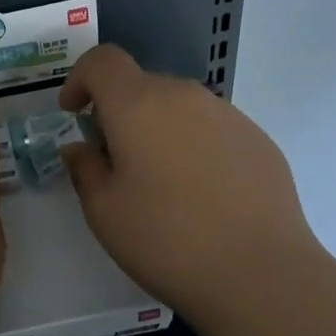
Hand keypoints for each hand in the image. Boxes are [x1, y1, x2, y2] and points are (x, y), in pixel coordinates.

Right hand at [59, 45, 320, 329]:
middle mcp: (184, 95)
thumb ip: (84, 168)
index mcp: (138, 104)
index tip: (75, 114)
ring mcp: (228, 115)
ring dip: (159, 129)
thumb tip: (82, 148)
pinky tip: (204, 196)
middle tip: (116, 162)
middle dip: (119, 112)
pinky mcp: (258, 140)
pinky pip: (212, 129)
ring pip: (179, 107)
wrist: (261, 274)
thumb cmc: (167, 239)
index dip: (80, 79)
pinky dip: (195, 146)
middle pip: (141, 84)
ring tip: (163, 184)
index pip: (102, 61)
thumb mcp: (104, 211)